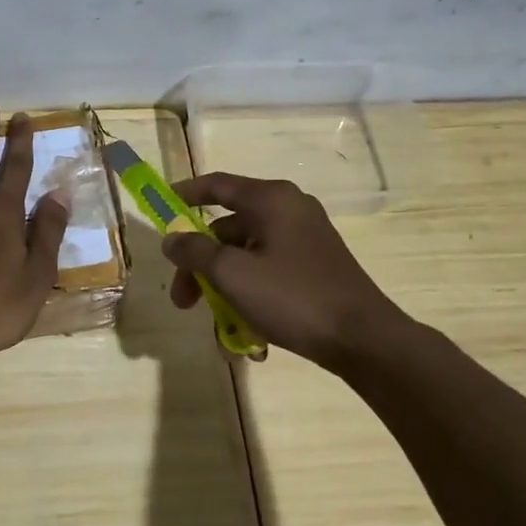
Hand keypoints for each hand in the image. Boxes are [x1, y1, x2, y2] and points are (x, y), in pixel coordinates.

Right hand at [162, 172, 412, 369]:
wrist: (365, 340)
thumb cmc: (293, 297)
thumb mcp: (232, 274)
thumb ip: (194, 252)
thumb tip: (171, 239)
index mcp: (271, 200)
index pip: (217, 185)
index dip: (185, 194)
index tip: (161, 206)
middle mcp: (289, 210)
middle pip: (227, 229)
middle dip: (200, 266)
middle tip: (183, 300)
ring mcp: (305, 239)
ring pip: (246, 256)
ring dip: (224, 288)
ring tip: (219, 329)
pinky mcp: (315, 266)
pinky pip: (269, 271)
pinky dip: (251, 294)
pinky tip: (247, 332)